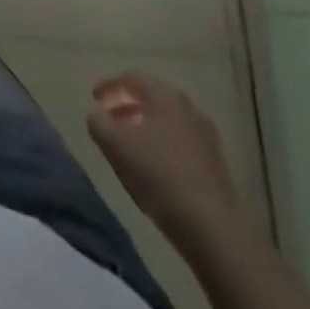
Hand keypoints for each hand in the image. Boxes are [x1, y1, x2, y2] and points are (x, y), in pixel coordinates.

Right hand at [88, 71, 240, 238]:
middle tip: (110, 121)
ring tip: (129, 148)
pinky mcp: (215, 166)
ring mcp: (206, 137)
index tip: (94, 99)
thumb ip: (99, 123)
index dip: (109, 86)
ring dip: (144, 129)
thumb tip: (97, 116)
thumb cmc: (159, 175)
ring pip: (166, 123)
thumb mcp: (115, 145)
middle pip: (151, 99)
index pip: (131, 78)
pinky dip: (162, 147)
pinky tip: (153, 169)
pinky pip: (180, 144)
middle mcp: (188, 108)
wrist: (214, 229)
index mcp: (165, 95)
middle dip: (127, 107)